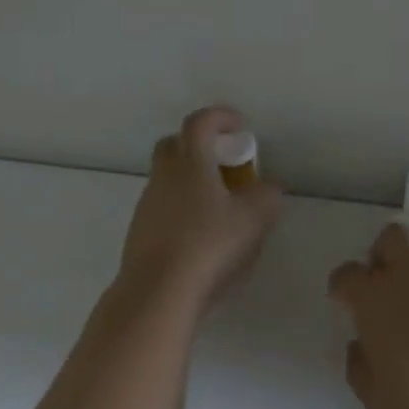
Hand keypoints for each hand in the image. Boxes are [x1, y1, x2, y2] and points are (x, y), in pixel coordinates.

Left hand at [118, 105, 280, 312]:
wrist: (159, 290)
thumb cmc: (209, 245)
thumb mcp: (254, 219)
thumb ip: (267, 197)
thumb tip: (269, 188)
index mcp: (190, 164)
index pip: (200, 123)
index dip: (220, 117)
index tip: (239, 126)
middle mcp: (164, 177)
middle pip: (175, 145)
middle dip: (199, 145)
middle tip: (225, 163)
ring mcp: (147, 205)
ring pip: (168, 179)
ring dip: (191, 181)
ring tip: (219, 206)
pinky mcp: (140, 232)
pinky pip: (163, 208)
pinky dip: (182, 209)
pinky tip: (202, 236)